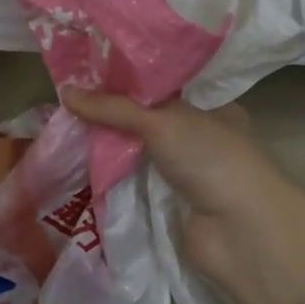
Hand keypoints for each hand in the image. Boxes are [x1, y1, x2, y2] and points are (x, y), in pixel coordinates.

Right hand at [65, 90, 304, 303]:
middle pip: (148, 121)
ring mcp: (186, 174)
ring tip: (65, 130)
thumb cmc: (211, 159)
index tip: (90, 72)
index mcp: (211, 109)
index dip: (129, 80)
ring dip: (109, 147)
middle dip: (112, 115)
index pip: (164, 87)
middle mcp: (201, 138)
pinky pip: (135, 185)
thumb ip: (114, 108)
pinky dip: (113, 179)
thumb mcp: (162, 121)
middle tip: (68, 101)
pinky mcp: (171, 205)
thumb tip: (66, 91)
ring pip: (140, 154)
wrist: (238, 231)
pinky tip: (81, 167)